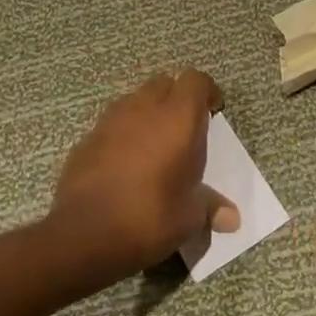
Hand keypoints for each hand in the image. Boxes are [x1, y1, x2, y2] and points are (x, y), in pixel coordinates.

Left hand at [47, 69, 239, 283]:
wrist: (84, 234)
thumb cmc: (150, 216)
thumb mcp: (189, 216)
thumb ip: (210, 207)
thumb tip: (232, 219)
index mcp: (178, 119)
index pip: (196, 80)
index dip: (207, 92)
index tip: (214, 113)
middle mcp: (144, 109)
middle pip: (164, 83)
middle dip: (176, 98)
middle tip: (185, 129)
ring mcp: (110, 122)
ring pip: (134, 101)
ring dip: (147, 114)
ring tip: (155, 145)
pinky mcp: (86, 140)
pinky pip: (111, 125)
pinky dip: (122, 135)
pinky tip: (125, 166)